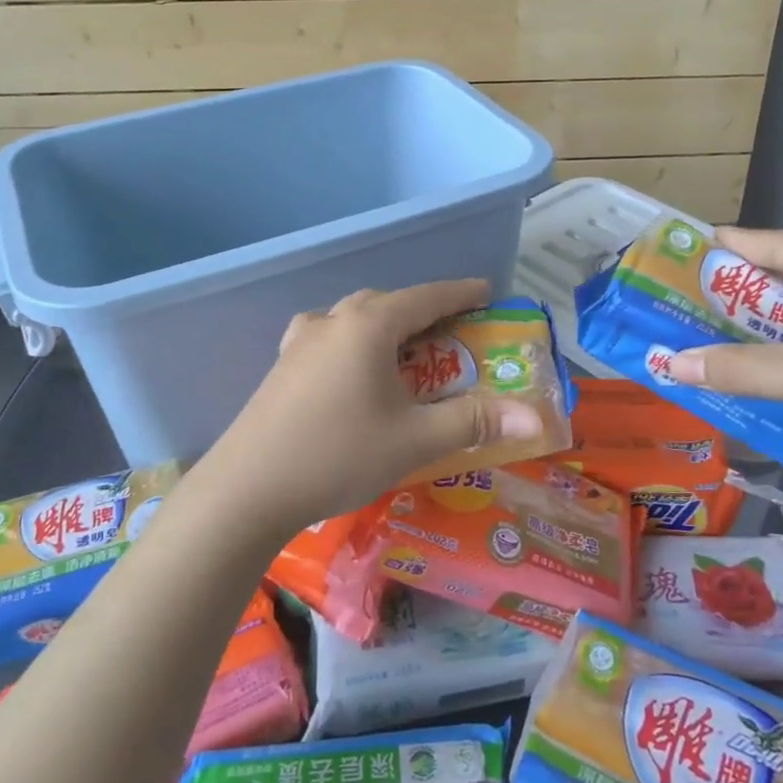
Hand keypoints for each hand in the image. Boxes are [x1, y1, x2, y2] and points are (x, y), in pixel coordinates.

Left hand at [183, 280, 544, 540]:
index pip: (426, 297)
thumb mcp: (415, 440)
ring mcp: (300, 343)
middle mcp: (333, 322)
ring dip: (384, 325)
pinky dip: (353, 343)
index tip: (486, 292)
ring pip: (353, 318)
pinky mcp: (281, 367)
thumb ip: (475, 422)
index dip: (460, 294)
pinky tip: (351, 370)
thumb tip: (535, 417)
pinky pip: (328, 338)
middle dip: (423, 310)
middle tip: (451, 330)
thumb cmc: (338, 454)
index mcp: (368, 326)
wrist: (247, 489)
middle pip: (387, 303)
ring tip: (404, 350)